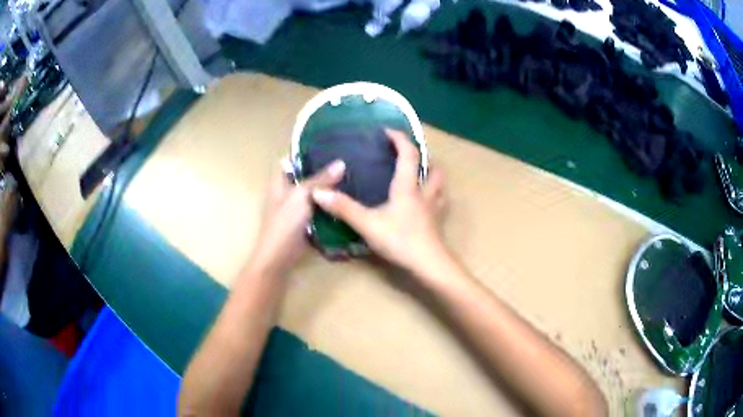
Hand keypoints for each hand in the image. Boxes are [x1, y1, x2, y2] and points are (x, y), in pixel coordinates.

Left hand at [248, 159, 345, 277]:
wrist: (279, 257)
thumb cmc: (284, 223)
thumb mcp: (302, 196)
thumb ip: (320, 180)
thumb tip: (341, 163)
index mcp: (279, 182)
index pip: (289, 160)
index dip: (304, 152)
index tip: (326, 145)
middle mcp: (285, 192)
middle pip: (303, 176)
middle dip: (320, 169)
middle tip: (344, 160)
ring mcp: (294, 208)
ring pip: (312, 192)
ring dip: (326, 187)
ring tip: (349, 176)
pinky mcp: (303, 222)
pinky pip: (317, 208)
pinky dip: (327, 204)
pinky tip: (344, 200)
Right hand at [312, 129, 446, 273]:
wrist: (429, 266)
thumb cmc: (400, 241)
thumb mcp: (367, 224)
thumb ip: (343, 208)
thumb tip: (318, 192)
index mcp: (408, 187)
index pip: (408, 154)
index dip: (400, 139)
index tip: (387, 131)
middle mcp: (424, 194)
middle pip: (432, 168)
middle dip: (423, 158)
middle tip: (409, 157)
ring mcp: (434, 210)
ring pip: (440, 186)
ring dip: (432, 176)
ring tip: (420, 176)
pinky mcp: (437, 224)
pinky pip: (439, 204)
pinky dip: (434, 197)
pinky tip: (424, 205)